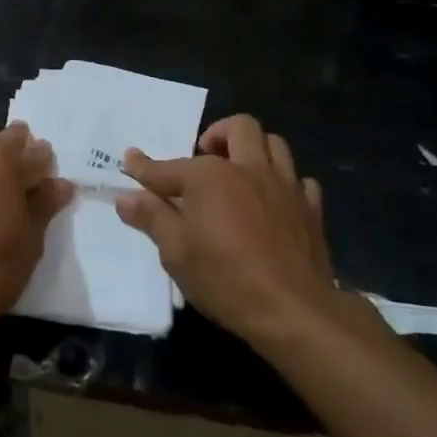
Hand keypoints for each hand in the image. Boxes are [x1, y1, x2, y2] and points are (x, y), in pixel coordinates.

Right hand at [116, 114, 337, 346]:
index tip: (130, 160)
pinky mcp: (311, 208)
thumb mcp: (176, 253)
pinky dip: (286, 183)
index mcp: (210, 177)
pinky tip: (275, 201)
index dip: (145, 167)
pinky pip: (300, 181)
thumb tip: (126, 197)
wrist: (292, 309)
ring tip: (240, 169)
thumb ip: (152, 218)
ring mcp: (284, 186)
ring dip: (254, 148)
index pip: (168, 168)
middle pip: (239, 127)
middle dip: (218, 133)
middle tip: (204, 154)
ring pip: (274, 144)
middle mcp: (248, 169)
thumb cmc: (225, 279)